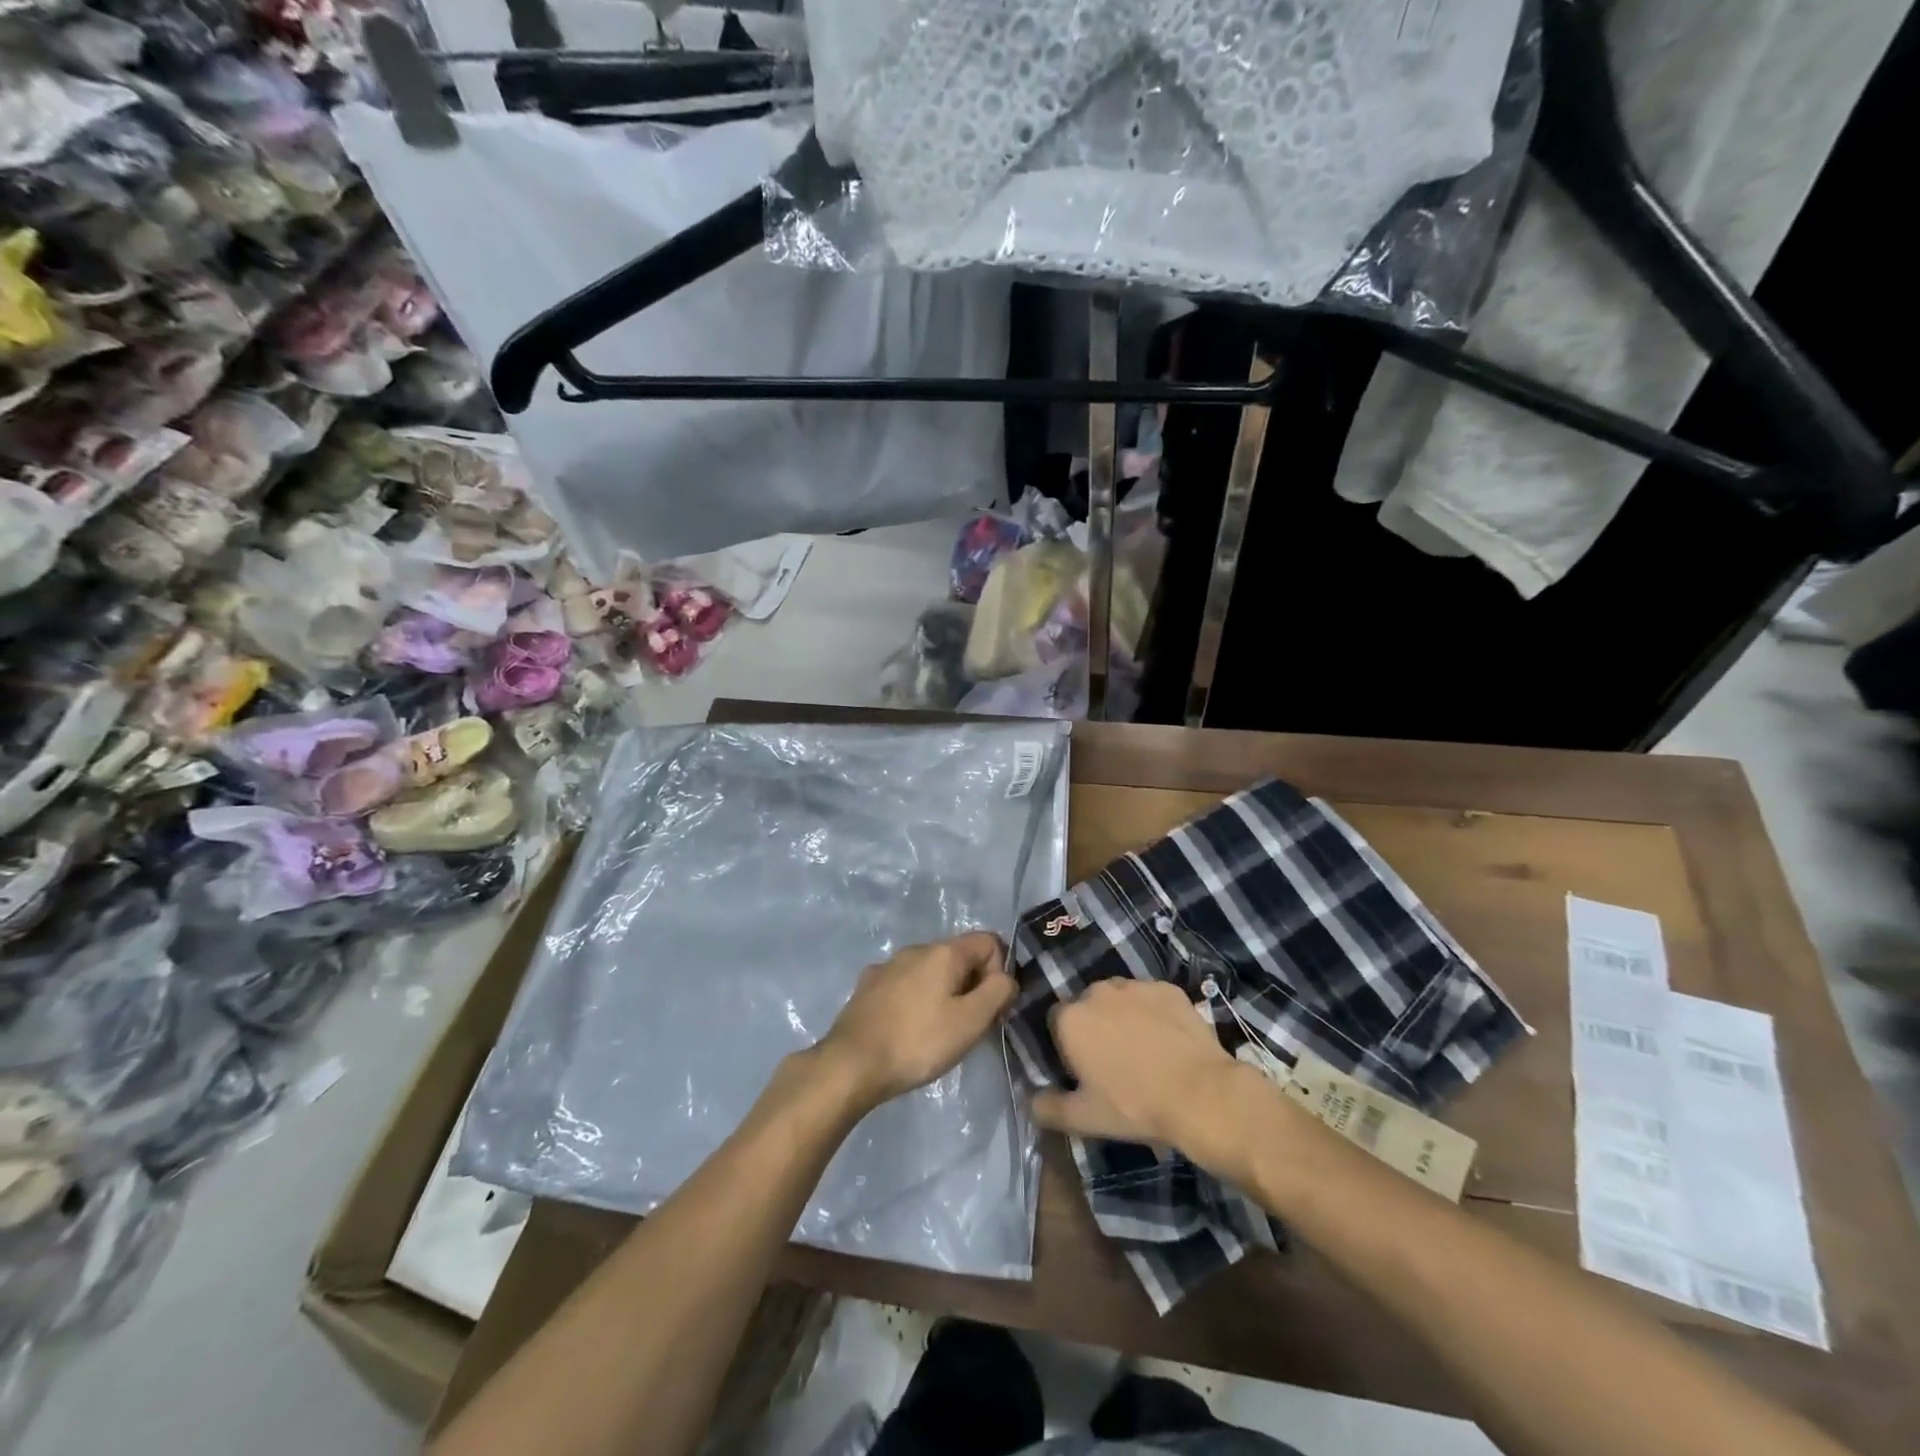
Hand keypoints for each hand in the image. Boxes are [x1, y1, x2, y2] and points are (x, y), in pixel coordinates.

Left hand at [813, 932, 1015, 1111]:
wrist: (851, 1063)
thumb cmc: (918, 1042)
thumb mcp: (970, 1021)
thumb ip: (997, 992)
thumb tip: (1006, 977)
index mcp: (943, 952)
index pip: (989, 941)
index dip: (999, 971)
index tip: (992, 1008)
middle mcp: (915, 949)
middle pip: (959, 956)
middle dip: (972, 986)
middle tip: (968, 1027)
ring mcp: (888, 965)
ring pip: (930, 972)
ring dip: (943, 994)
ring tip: (937, 1033)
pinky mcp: (868, 986)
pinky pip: (905, 985)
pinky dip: (916, 1001)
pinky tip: (907, 1030)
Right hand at [1031, 979, 1252, 1170]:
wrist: (1200, 1094)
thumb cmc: (1135, 1106)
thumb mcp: (1085, 1118)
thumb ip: (1048, 1108)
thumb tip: (1029, 1101)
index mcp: (1071, 1018)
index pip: (1056, 1022)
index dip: (1068, 1045)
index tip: (1084, 1069)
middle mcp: (1097, 991)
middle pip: (1088, 1005)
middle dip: (1096, 1026)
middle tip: (1115, 1061)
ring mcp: (1135, 985)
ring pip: (1120, 998)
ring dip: (1124, 1016)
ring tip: (1145, 1049)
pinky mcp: (1167, 987)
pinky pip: (1151, 997)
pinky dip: (1154, 1012)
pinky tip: (1168, 1039)